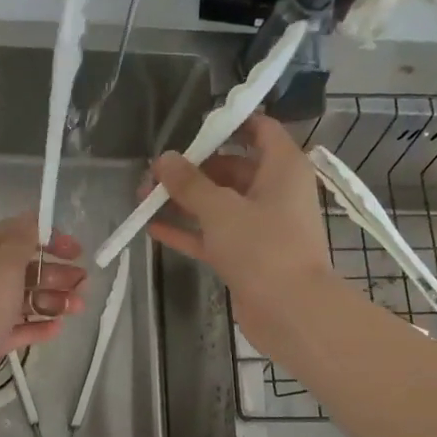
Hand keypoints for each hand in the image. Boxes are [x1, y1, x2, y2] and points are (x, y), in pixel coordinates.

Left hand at [0, 214, 85, 422]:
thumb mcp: (3, 266)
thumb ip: (22, 241)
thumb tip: (33, 220)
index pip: (19, 233)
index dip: (49, 237)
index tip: (76, 251)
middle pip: (26, 267)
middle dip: (56, 272)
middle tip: (83, 284)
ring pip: (25, 298)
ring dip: (53, 300)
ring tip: (77, 308)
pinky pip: (18, 328)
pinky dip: (38, 326)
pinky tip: (58, 329)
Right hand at [147, 113, 336, 348]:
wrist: (291, 312)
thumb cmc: (264, 248)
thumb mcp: (220, 209)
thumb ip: (189, 183)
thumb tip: (164, 159)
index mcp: (282, 168)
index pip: (260, 129)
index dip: (228, 123)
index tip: (192, 127)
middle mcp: (275, 191)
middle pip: (232, 167)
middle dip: (192, 168)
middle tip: (154, 171)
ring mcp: (261, 226)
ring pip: (219, 203)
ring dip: (184, 200)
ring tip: (144, 197)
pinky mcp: (247, 256)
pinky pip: (214, 234)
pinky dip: (188, 230)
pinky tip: (152, 228)